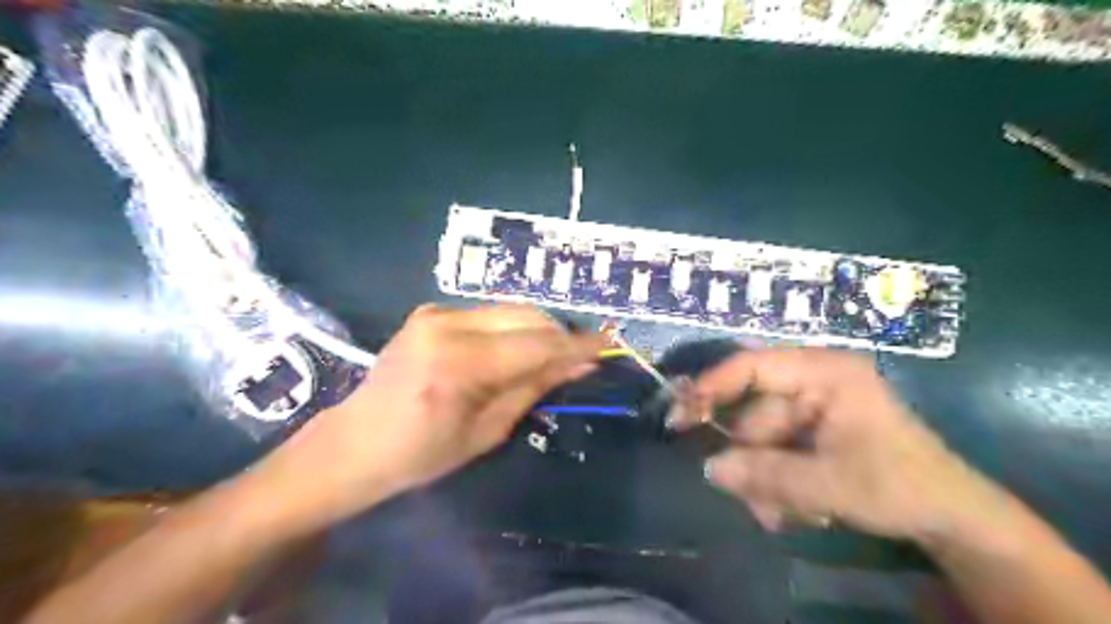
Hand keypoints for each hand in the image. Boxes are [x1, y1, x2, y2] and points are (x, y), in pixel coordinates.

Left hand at [254, 305, 605, 528]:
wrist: (355, 442)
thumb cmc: (420, 454)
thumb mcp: (487, 431)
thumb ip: (534, 387)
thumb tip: (579, 364)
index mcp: (457, 364)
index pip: (535, 344)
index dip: (576, 344)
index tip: (609, 344)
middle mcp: (446, 325)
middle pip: (526, 316)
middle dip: (560, 334)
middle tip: (582, 357)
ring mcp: (436, 313)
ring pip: (511, 310)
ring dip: (539, 330)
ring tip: (554, 356)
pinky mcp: (431, 312)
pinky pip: (490, 314)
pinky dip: (514, 330)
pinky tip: (520, 350)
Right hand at [672, 350, 1012, 543]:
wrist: (952, 518)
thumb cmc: (900, 487)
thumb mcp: (831, 484)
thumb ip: (766, 474)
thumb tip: (708, 467)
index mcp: (823, 372)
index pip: (752, 367)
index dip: (712, 387)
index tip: (681, 415)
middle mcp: (812, 380)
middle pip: (753, 413)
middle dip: (749, 459)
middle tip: (749, 499)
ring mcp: (811, 406)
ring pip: (760, 439)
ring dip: (763, 479)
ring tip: (780, 516)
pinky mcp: (812, 429)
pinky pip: (775, 451)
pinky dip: (775, 481)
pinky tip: (794, 511)